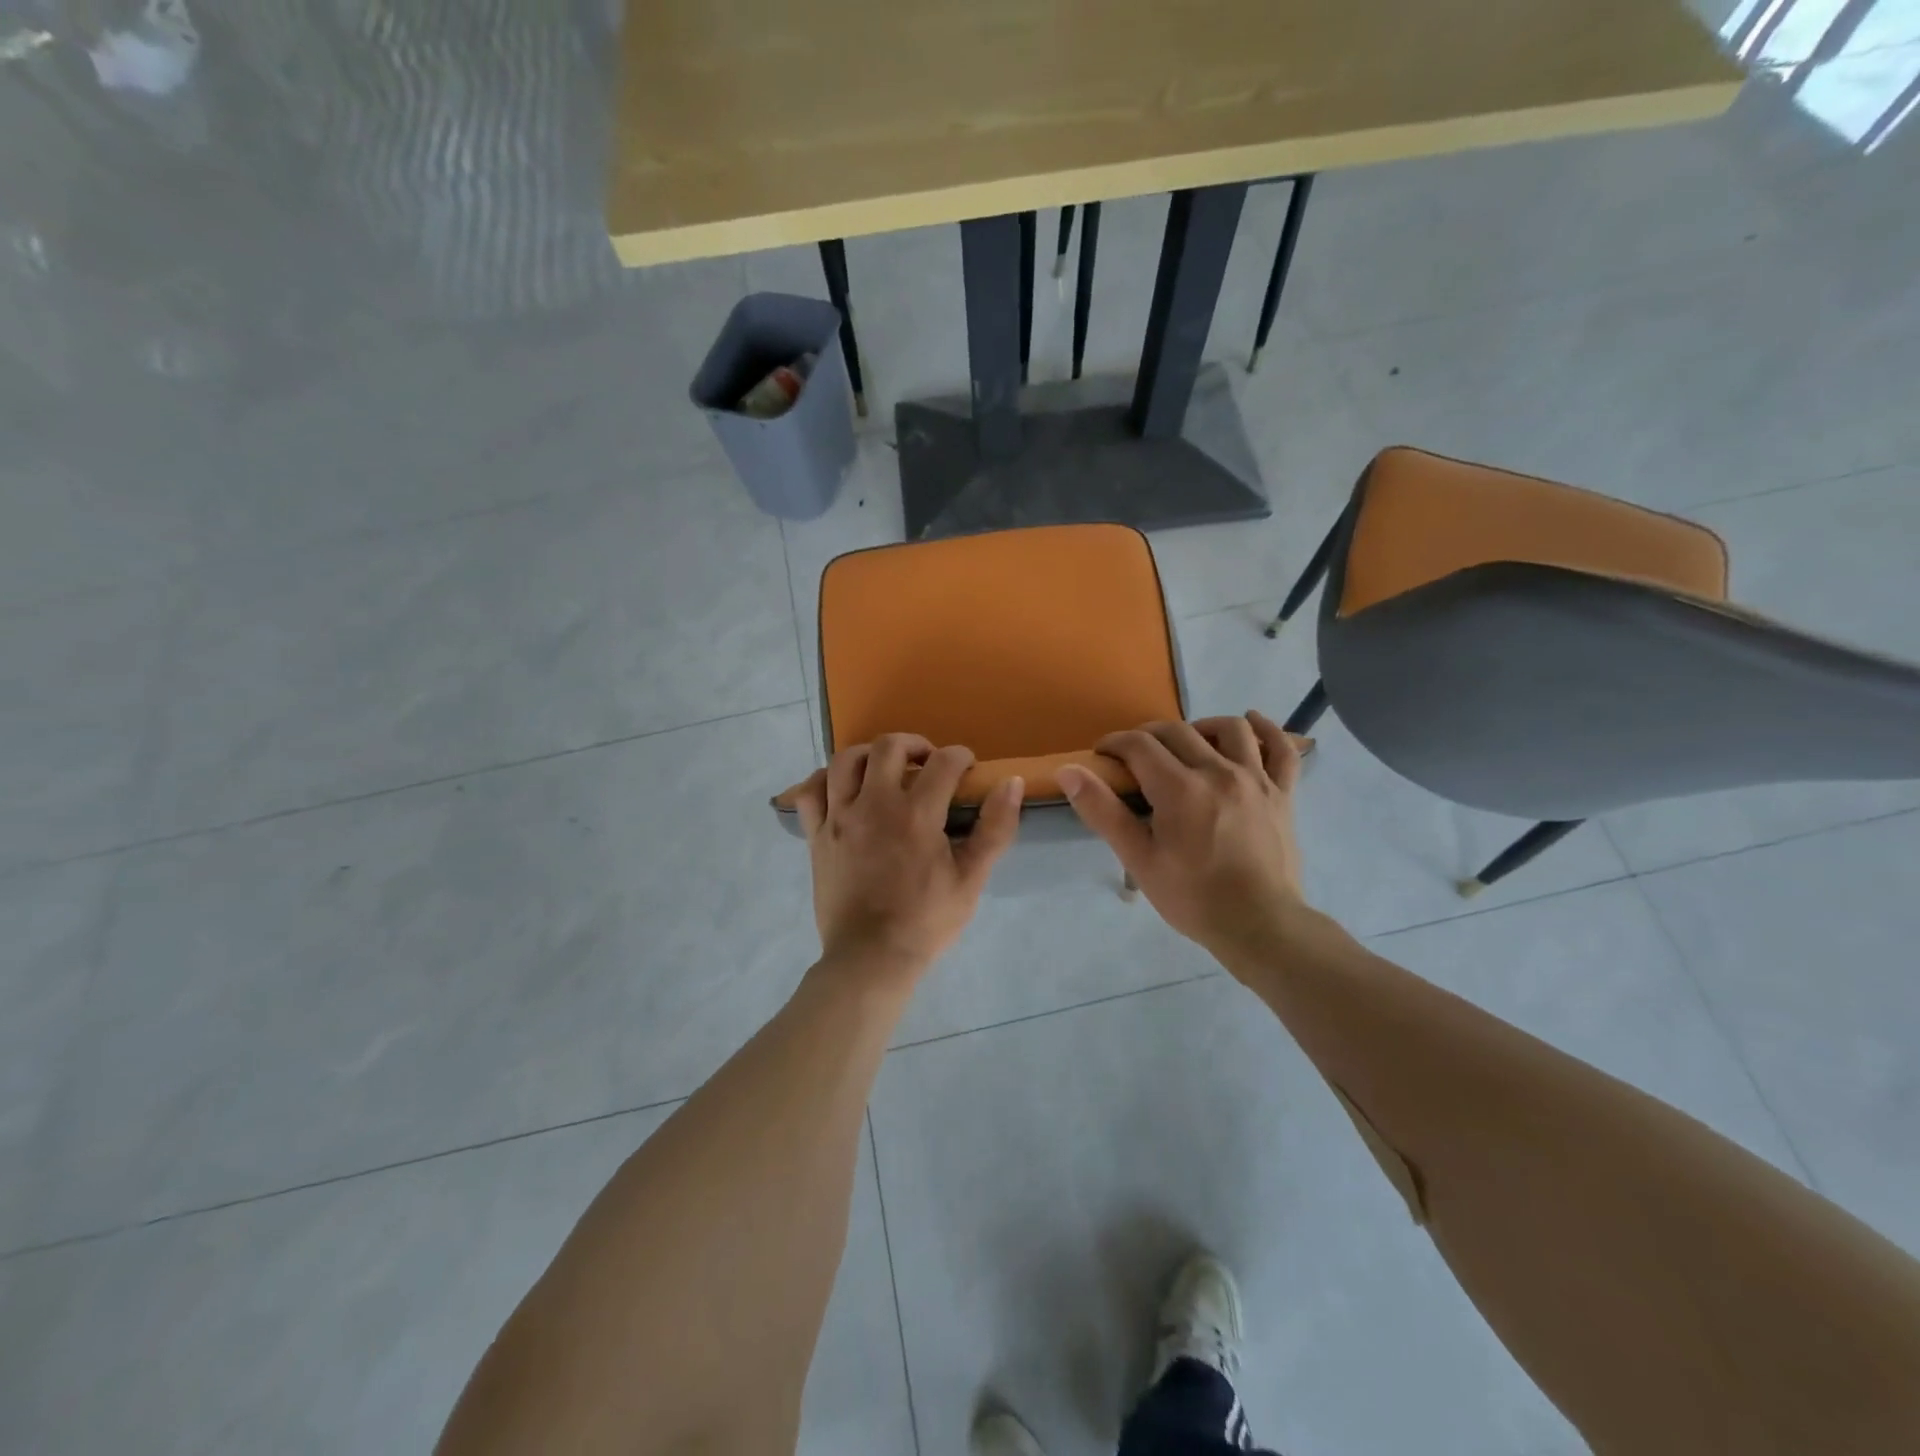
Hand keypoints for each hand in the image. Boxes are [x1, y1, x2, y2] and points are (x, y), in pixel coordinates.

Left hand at [789, 733, 1022, 977]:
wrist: (871, 958)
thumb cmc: (926, 921)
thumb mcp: (971, 879)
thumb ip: (995, 828)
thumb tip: (1012, 783)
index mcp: (916, 814)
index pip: (943, 762)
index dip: (960, 757)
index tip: (967, 767)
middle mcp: (874, 805)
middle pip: (889, 746)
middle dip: (914, 744)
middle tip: (928, 761)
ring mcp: (839, 818)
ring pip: (846, 760)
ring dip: (870, 755)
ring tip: (884, 769)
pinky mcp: (816, 835)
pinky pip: (810, 791)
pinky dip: (825, 780)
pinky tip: (841, 788)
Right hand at [1057, 713, 1305, 959]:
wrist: (1260, 926)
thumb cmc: (1193, 897)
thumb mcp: (1138, 859)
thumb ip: (1103, 811)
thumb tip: (1068, 771)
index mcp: (1180, 788)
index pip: (1139, 745)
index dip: (1115, 743)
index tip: (1102, 755)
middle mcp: (1219, 772)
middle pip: (1178, 731)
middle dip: (1148, 735)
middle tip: (1133, 756)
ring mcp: (1256, 780)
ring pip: (1230, 729)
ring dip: (1200, 727)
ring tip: (1186, 744)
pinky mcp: (1282, 794)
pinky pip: (1282, 749)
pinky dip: (1268, 730)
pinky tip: (1251, 723)